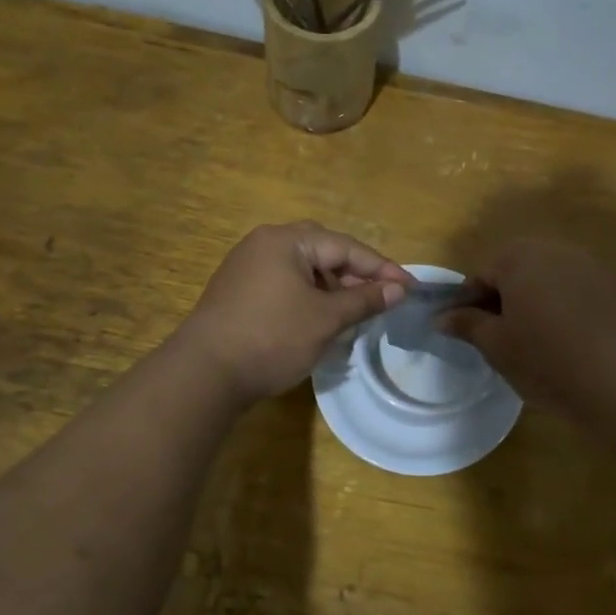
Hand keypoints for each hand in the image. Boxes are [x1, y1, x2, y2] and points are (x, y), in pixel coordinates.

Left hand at [176, 222, 413, 402]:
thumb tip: (398, 290)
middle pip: (323, 252)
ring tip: (356, 312)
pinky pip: (285, 284)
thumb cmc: (272, 338)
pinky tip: (322, 319)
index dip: (381, 268)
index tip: (410, 287)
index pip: (345, 246)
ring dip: (333, 288)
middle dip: (356, 275)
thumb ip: (364, 299)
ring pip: (303, 270)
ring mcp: (247, 267)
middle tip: (383, 298)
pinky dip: (309, 297)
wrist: (205, 373)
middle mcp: (264, 244)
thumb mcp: (326, 319)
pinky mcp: (238, 291)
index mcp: (286, 240)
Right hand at [439, 239, 615, 419]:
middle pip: (515, 268)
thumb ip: (466, 324)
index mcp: (519, 257)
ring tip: (529, 337)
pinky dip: (560, 305)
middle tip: (496, 335)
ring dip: (531, 299)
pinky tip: (562, 337)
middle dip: (501, 296)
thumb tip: (441, 317)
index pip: (481, 273)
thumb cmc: (546, 360)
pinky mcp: (612, 285)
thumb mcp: (496, 345)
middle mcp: (554, 249)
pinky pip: (573, 288)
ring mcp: (588, 264)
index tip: (465, 332)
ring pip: (546, 277)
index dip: (468, 302)